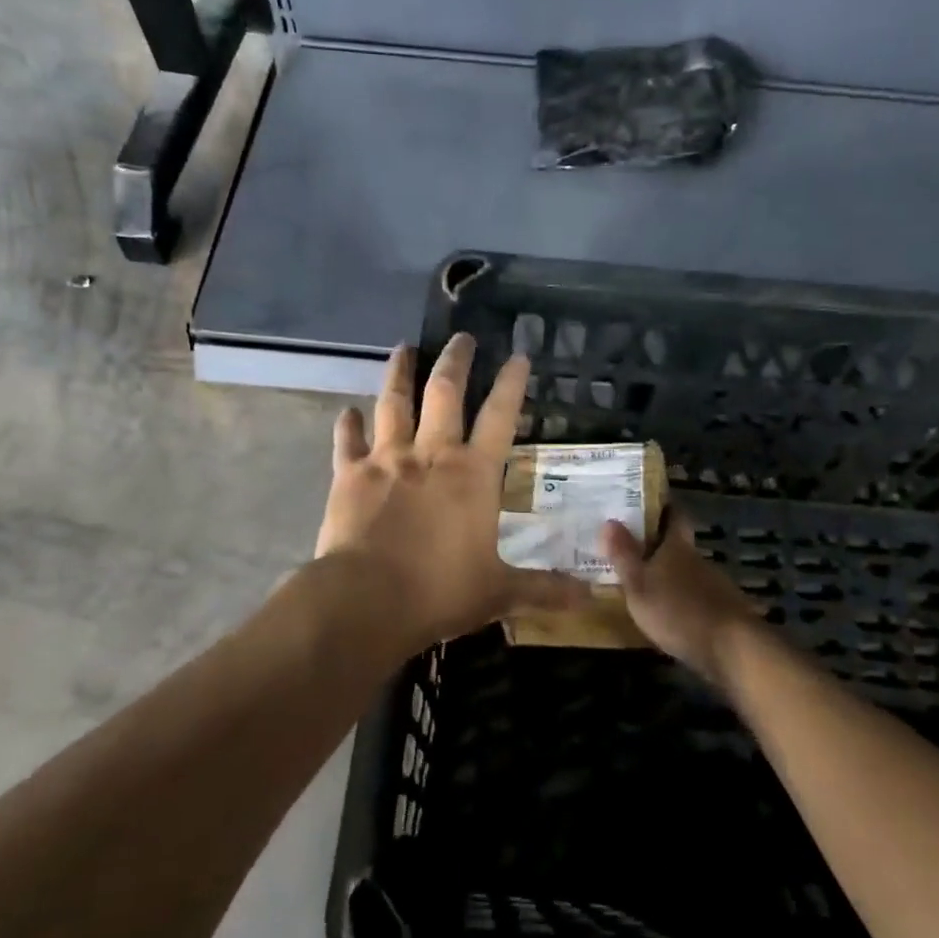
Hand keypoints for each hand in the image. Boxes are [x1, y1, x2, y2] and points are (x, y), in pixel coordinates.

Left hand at [314, 335, 590, 649]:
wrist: (367, 600)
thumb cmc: (440, 592)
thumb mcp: (500, 592)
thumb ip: (545, 590)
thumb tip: (591, 599)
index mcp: (473, 475)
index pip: (501, 417)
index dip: (512, 384)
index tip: (518, 355)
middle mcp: (431, 455)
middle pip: (445, 392)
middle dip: (456, 360)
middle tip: (462, 337)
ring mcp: (386, 460)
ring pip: (393, 403)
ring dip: (399, 373)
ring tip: (403, 349)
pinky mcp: (348, 476)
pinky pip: (347, 441)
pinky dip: (348, 425)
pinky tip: (348, 412)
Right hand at [600, 512, 764, 681]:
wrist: (731, 648)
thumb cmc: (677, 610)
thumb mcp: (639, 585)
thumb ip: (624, 555)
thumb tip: (609, 520)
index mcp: (678, 547)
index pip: (675, 516)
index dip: (664, 507)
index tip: (648, 504)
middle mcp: (699, 560)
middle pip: (680, 546)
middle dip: (659, 547)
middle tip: (633, 550)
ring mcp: (716, 586)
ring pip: (689, 573)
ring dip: (671, 577)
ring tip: (647, 586)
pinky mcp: (724, 612)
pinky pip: (699, 598)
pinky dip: (684, 601)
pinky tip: (671, 616)